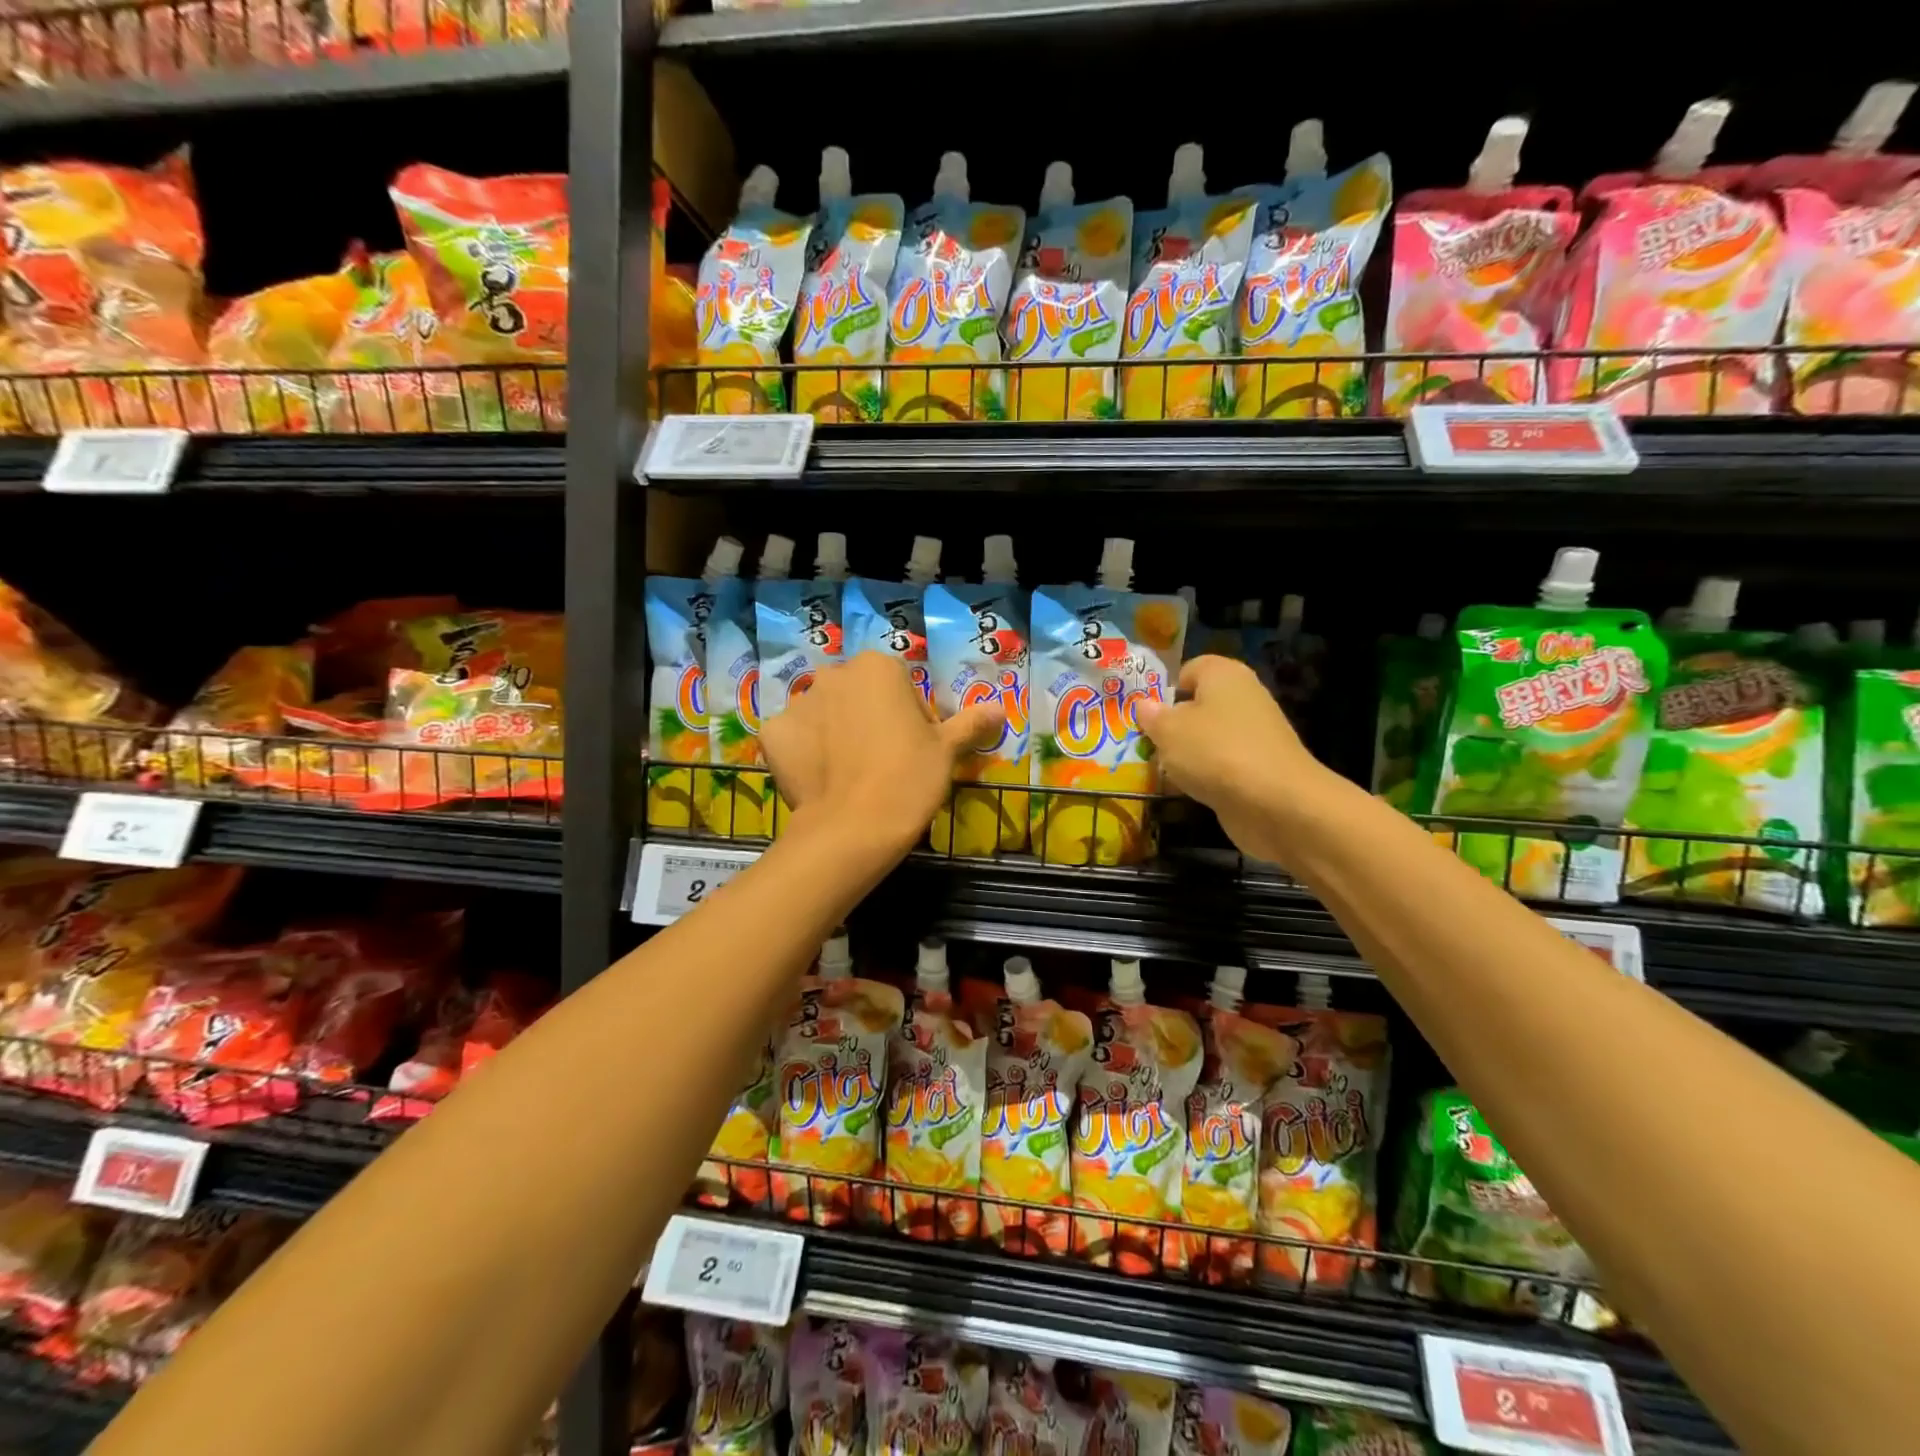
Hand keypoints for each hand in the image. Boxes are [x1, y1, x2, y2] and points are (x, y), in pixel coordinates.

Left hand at [760, 652, 1004, 855]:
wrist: (855, 828)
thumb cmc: (909, 779)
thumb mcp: (946, 750)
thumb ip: (970, 722)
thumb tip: (1001, 709)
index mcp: (878, 666)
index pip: (900, 684)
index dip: (912, 716)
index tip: (915, 748)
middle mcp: (834, 674)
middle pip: (858, 693)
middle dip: (869, 717)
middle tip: (882, 760)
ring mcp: (799, 702)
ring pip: (825, 713)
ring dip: (835, 731)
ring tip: (849, 773)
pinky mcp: (773, 733)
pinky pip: (793, 736)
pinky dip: (803, 750)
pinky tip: (819, 776)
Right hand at [1134, 655, 1331, 865]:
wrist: (1276, 803)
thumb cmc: (1215, 752)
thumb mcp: (1168, 731)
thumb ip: (1152, 716)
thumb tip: (1143, 705)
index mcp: (1223, 675)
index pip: (1190, 669)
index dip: (1166, 689)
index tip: (1147, 714)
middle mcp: (1243, 697)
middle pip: (1198, 705)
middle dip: (1173, 725)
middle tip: (1147, 744)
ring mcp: (1255, 734)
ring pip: (1209, 737)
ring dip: (1186, 754)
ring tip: (1163, 771)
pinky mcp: (1259, 767)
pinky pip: (1222, 764)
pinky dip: (1206, 775)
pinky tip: (1188, 790)